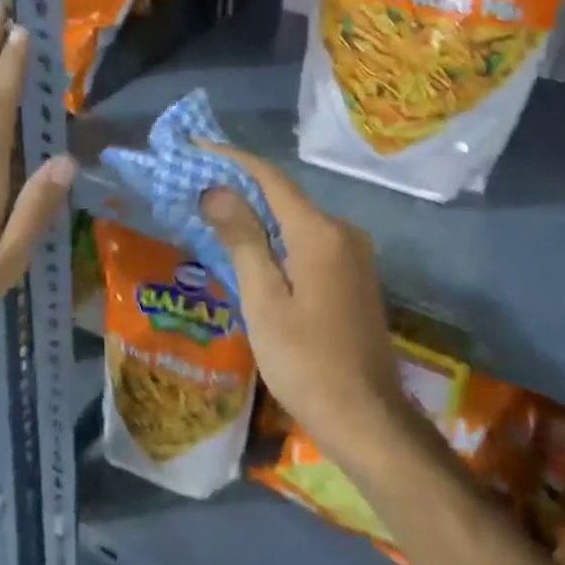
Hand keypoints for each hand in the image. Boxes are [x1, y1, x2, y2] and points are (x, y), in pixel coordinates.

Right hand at [198, 144, 410, 464]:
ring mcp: (354, 254)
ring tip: (215, 216)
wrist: (367, 417)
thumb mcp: (264, 301)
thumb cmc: (306, 361)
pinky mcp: (356, 276)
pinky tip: (254, 251)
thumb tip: (217, 189)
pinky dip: (279, 239)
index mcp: (320, 232)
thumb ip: (243, 239)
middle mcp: (343, 231)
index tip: (196, 147)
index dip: (232, 160)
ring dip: (258, 215)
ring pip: (297, 221)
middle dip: (241, 188)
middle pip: (285, 197)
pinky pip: (310, 242)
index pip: (270, 178)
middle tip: (196, 186)